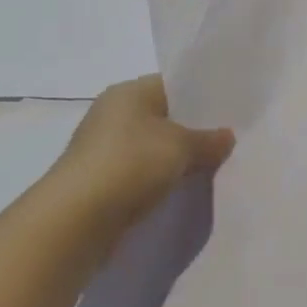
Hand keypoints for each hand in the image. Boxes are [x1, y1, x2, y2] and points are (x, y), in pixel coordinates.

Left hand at [49, 75, 234, 235]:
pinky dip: (158, 180)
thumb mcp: (181, 146)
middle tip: (226, 141)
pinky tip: (180, 189)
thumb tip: (227, 137)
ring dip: (174, 158)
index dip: (202, 96)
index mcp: (128, 92)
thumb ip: (208, 140)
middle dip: (191, 130)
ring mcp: (102, 149)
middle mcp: (112, 114)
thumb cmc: (130, 164)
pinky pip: (139, 173)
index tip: (229, 112)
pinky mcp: (99, 182)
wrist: (76, 221)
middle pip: (162, 116)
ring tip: (210, 168)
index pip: (172, 85)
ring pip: (151, 147)